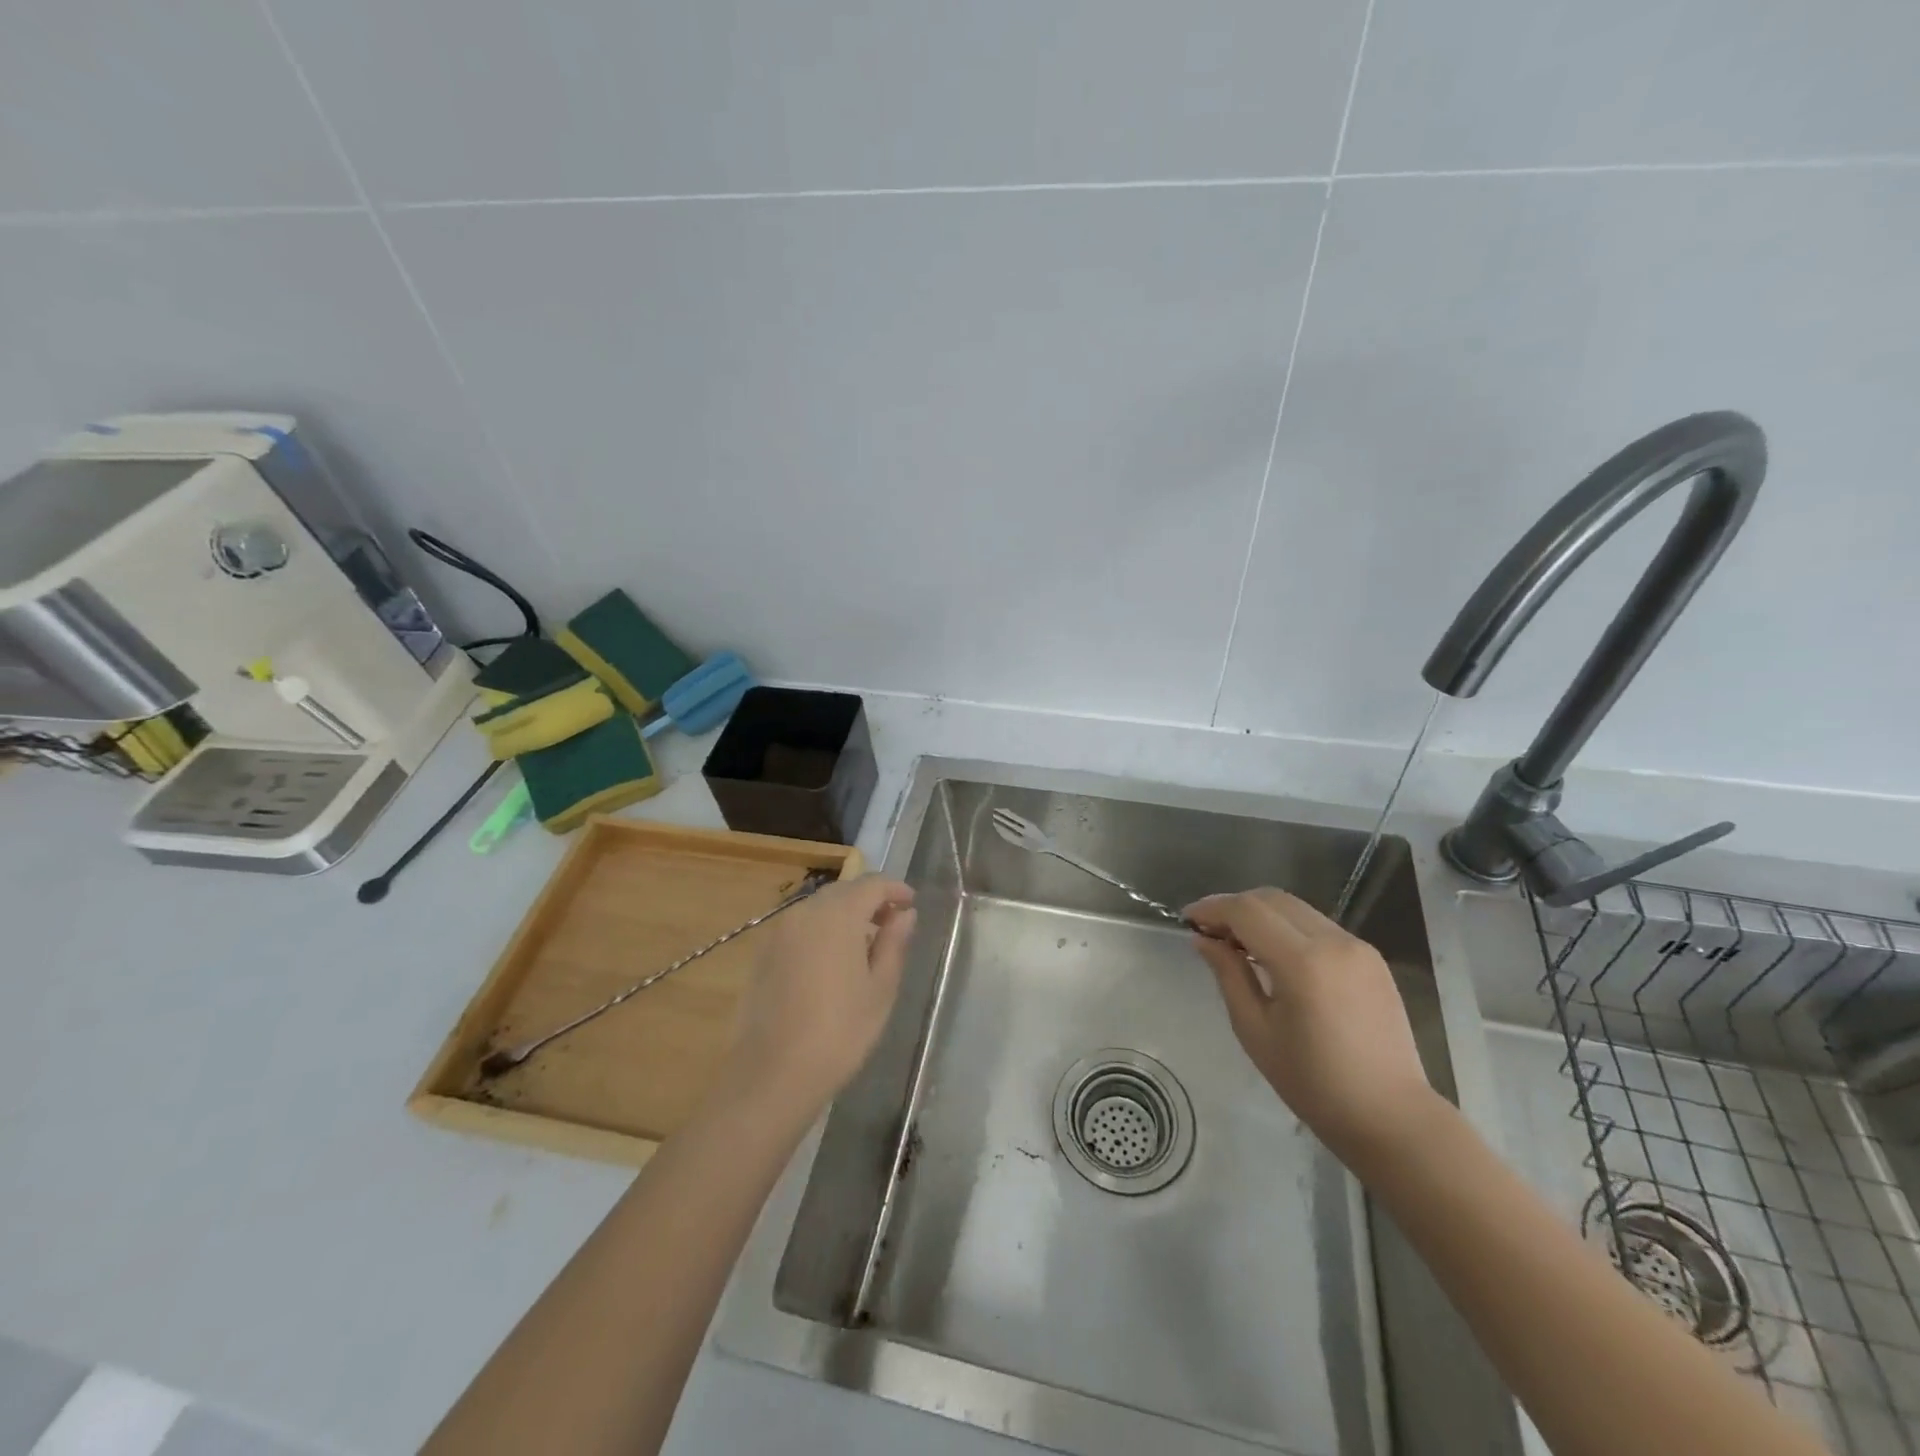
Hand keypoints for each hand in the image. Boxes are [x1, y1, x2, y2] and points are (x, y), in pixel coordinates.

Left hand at [724, 874, 916, 1116]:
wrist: (772, 1074)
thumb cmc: (839, 1032)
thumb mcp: (880, 989)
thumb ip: (894, 943)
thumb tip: (904, 914)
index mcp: (838, 915)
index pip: (871, 885)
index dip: (895, 889)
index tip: (911, 904)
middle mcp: (805, 912)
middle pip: (843, 891)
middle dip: (869, 900)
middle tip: (891, 924)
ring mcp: (779, 932)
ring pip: (819, 908)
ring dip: (844, 915)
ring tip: (864, 945)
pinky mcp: (763, 954)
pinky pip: (800, 928)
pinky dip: (821, 931)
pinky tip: (832, 962)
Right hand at [1184, 889, 1434, 1163]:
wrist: (1391, 1117)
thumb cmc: (1314, 1084)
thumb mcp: (1255, 1031)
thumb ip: (1228, 975)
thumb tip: (1204, 940)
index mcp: (1303, 962)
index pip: (1247, 911)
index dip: (1212, 908)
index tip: (1188, 920)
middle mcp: (1333, 941)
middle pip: (1271, 899)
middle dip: (1234, 906)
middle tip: (1209, 931)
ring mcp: (1358, 946)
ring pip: (1296, 908)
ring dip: (1261, 914)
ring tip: (1237, 943)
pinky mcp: (1371, 958)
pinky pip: (1318, 926)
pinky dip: (1287, 928)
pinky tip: (1274, 956)